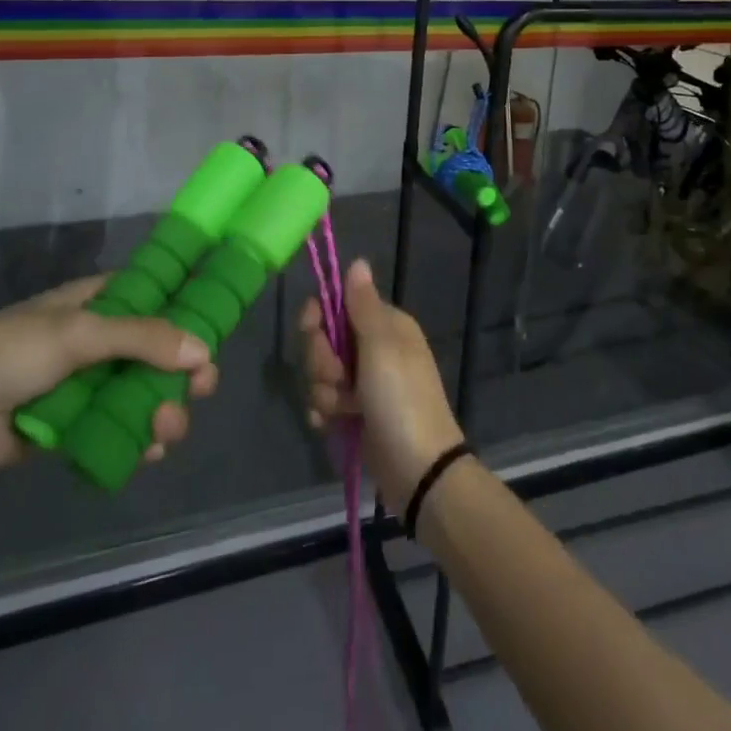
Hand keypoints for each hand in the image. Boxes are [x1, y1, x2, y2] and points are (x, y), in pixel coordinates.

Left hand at [0, 276, 218, 475]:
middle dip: (183, 371)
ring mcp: (89, 385)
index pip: (157, 297)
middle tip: (200, 388)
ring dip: (164, 409)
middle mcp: (101, 340)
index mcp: (99, 302)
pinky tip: (149, 450)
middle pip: (159, 351)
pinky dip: (140, 439)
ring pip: (145, 393)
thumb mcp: (78, 333)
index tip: (216, 330)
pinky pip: (122, 429)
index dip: (189, 311)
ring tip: (166, 428)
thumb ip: (142, 338)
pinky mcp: (78, 427)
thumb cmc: (8, 352)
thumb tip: (203, 352)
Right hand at [300, 259, 464, 508]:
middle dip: (321, 360)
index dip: (319, 316)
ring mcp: (364, 383)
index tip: (312, 328)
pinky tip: (331, 425)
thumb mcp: (381, 346)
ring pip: (321, 373)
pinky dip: (324, 413)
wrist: (418, 470)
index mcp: (385, 325)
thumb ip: (363, 305)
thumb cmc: (400, 399)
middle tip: (339, 379)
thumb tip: (358, 261)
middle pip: (324, 339)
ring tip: (344, 409)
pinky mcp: (355, 414)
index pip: (338, 304)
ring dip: (324, 392)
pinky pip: (324, 402)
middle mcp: (375, 349)